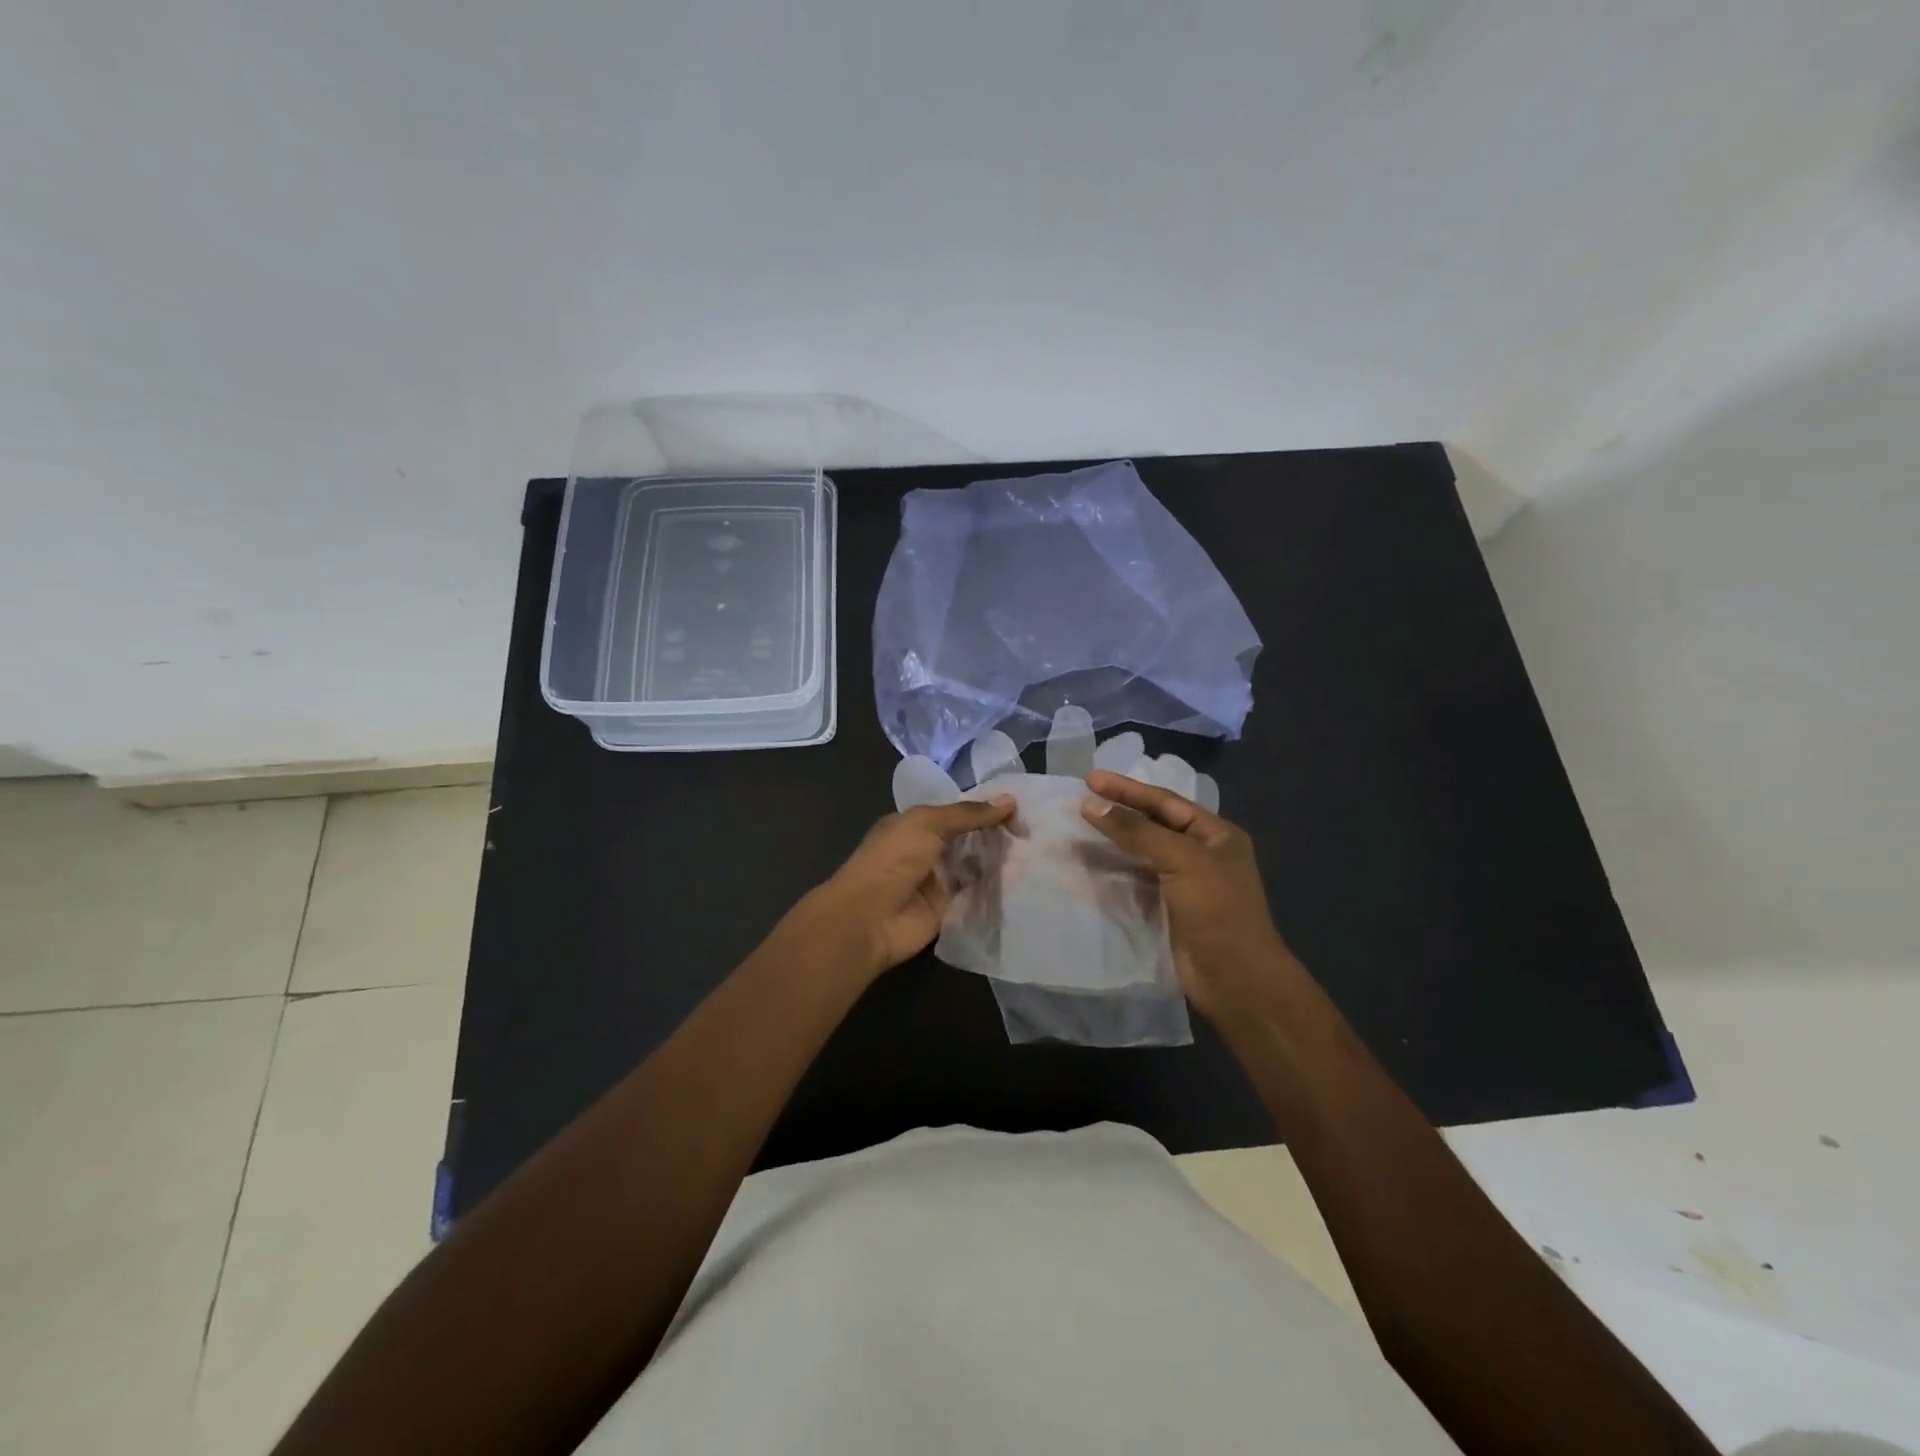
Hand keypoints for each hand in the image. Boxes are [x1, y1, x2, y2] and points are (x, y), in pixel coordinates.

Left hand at [808, 798, 1016, 980]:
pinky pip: (976, 895)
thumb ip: (968, 814)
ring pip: (975, 866)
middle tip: (1034, 830)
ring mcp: (937, 881)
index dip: (985, 808)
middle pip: (968, 838)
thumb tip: (1009, 801)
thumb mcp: (928, 823)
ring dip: (999, 860)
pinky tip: (1024, 878)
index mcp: (914, 825)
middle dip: (996, 834)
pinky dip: (996, 888)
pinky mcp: (948, 910)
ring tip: (1036, 850)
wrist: (869, 918)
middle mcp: (926, 850)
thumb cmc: (893, 859)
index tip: (1020, 808)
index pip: (956, 811)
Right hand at [1081, 769, 1291, 1018]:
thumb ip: (1136, 830)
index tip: (1090, 779)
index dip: (1127, 789)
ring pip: (1141, 852)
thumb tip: (1091, 805)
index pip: (1165, 802)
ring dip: (1111, 840)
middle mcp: (1201, 853)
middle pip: (1153, 824)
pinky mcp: (1167, 907)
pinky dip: (1112, 869)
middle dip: (1118, 811)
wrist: (1234, 978)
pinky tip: (1089, 863)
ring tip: (1078, 828)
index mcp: (1216, 834)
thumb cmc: (1217, 910)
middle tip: (1080, 800)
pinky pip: (1135, 879)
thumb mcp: (1181, 860)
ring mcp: (1184, 882)